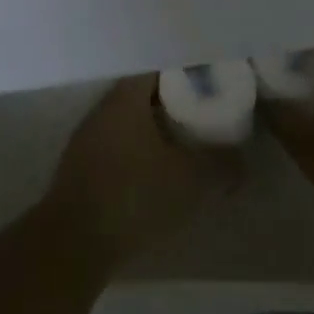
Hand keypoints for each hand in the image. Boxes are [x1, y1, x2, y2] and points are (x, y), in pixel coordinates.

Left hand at [45, 78, 240, 269]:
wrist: (74, 245)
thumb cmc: (135, 196)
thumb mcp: (193, 180)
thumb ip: (222, 164)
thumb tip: (240, 159)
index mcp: (126, 98)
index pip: (158, 68)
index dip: (186, 73)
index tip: (210, 82)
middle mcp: (102, 110)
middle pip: (143, 95)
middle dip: (174, 103)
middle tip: (205, 114)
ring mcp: (86, 140)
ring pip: (129, 124)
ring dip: (155, 131)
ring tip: (187, 145)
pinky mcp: (80, 170)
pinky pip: (117, 148)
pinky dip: (139, 154)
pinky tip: (158, 174)